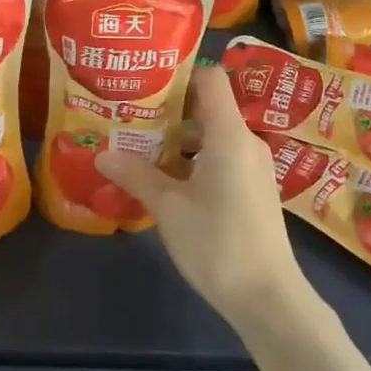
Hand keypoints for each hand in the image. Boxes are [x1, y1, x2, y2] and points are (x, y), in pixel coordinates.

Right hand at [96, 65, 310, 328]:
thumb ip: (136, 175)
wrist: (268, 297)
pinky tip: (166, 179)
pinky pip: (222, 156)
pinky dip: (195, 159)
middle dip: (169, 109)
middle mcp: (246, 141)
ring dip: (179, 139)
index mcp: (229, 134)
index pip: (210, 78)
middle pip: (208, 106)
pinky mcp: (254, 188)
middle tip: (131, 115)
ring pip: (213, 135)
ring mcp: (254, 166)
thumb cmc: (217, 243)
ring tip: (140, 147)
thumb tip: (102, 154)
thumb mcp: (169, 208)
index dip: (179, 73)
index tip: (145, 82)